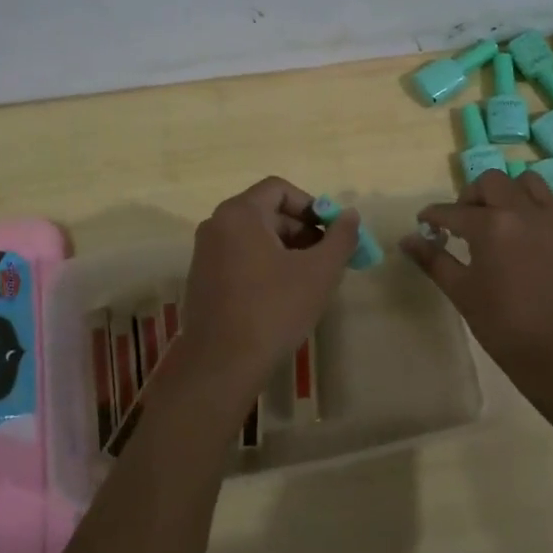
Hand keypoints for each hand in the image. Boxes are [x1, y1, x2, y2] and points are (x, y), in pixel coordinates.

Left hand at [164, 176, 358, 414]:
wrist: (222, 363)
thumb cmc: (273, 310)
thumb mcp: (318, 272)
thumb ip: (340, 238)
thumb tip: (351, 214)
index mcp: (240, 214)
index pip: (279, 189)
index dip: (311, 205)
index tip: (330, 232)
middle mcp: (216, 225)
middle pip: (266, 212)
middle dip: (301, 230)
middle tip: (326, 259)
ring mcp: (205, 252)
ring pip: (254, 237)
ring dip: (286, 249)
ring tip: (309, 279)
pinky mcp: (202, 278)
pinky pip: (239, 256)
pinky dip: (264, 265)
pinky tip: (282, 295)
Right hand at [399, 170, 552, 403]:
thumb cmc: (504, 326)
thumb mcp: (462, 292)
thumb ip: (433, 260)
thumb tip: (407, 239)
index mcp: (490, 226)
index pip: (452, 211)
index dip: (434, 216)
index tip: (427, 223)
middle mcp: (525, 212)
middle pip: (492, 181)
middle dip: (473, 196)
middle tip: (467, 220)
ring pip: (531, 183)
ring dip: (512, 194)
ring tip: (507, 218)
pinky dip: (549, 209)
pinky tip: (541, 230)